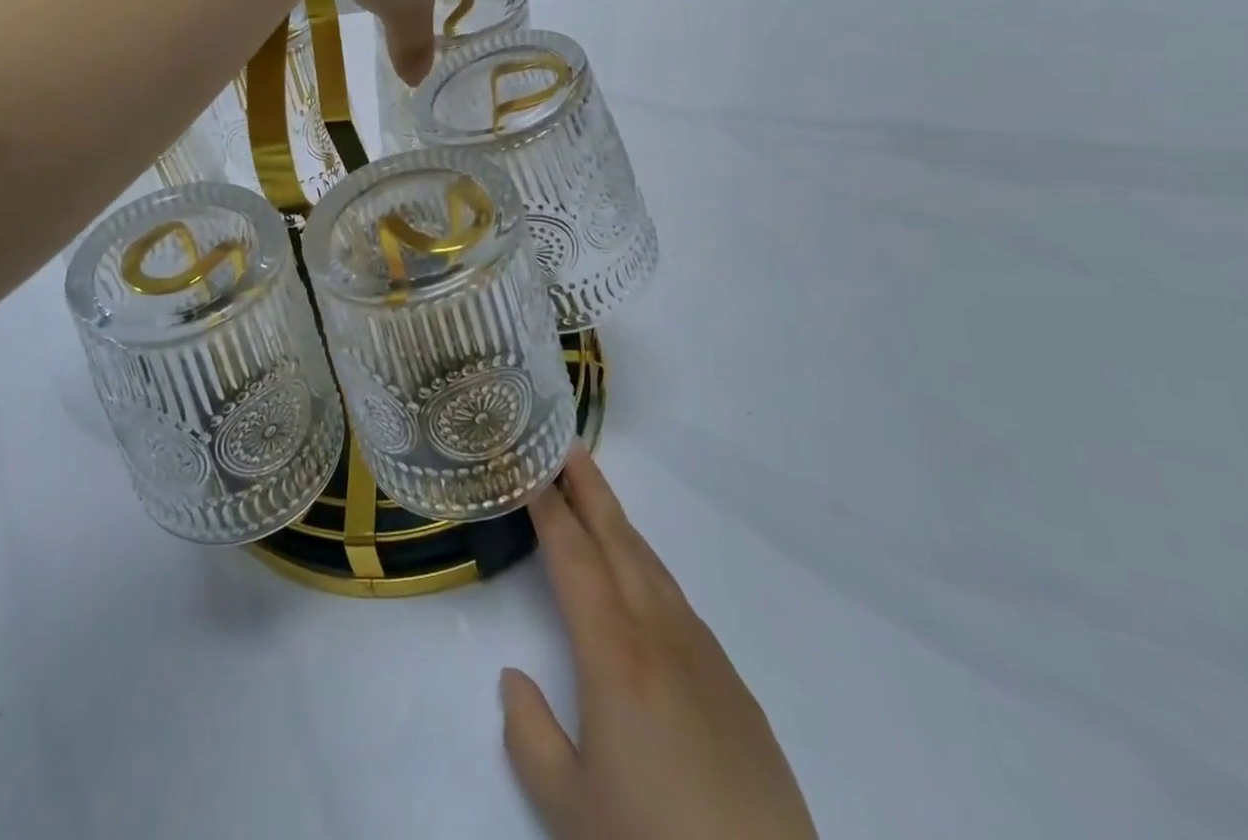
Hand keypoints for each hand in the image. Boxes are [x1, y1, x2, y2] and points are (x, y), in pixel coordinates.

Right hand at [503, 446, 817, 839]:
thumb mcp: (570, 808)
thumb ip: (530, 735)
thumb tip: (513, 679)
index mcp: (615, 654)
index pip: (574, 558)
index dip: (549, 510)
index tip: (530, 470)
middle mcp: (660, 635)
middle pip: (618, 541)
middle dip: (589, 488)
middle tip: (566, 444)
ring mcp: (704, 655)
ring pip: (652, 566)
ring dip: (618, 523)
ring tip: (594, 497)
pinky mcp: (733, 684)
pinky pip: (678, 601)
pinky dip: (648, 567)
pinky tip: (640, 580)